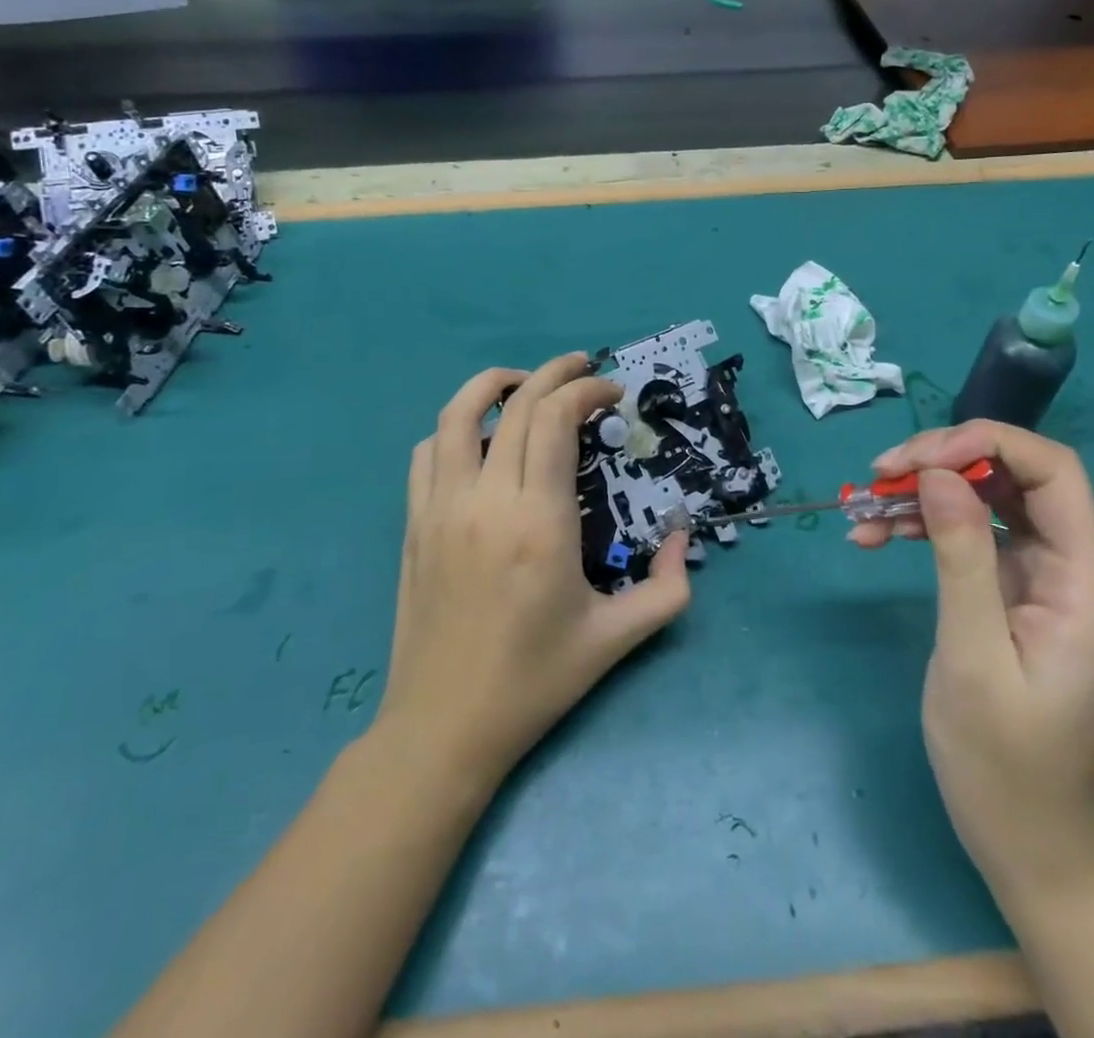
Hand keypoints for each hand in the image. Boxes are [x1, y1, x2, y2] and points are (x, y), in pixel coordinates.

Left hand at [377, 353, 691, 786]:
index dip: (587, 391)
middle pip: (517, 405)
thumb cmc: (534, 680)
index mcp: (539, 522)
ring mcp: (440, 509)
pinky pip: (426, 454)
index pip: (557, 420)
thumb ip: (666, 587)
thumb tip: (680, 538)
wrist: (444, 725)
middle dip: (555, 373)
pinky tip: (479, 441)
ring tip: (524, 383)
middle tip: (583, 367)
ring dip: (493, 384)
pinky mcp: (413, 524)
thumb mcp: (617, 639)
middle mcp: (486, 501)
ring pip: (457, 415)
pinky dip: (454, 429)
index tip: (613, 394)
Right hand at [861, 420, 1093, 888]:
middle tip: (878, 475)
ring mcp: (1043, 581)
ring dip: (925, 496)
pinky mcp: (1014, 595)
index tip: (917, 459)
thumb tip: (939, 474)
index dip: (988, 444)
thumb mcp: (972, 656)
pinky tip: (876, 537)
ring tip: (863, 510)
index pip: (1054, 473)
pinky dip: (925, 529)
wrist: (1029, 842)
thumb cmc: (1004, 763)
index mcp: (1087, 584)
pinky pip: (971, 539)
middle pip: (1016, 479)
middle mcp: (1073, 570)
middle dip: (944, 464)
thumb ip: (962, 557)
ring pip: (987, 503)